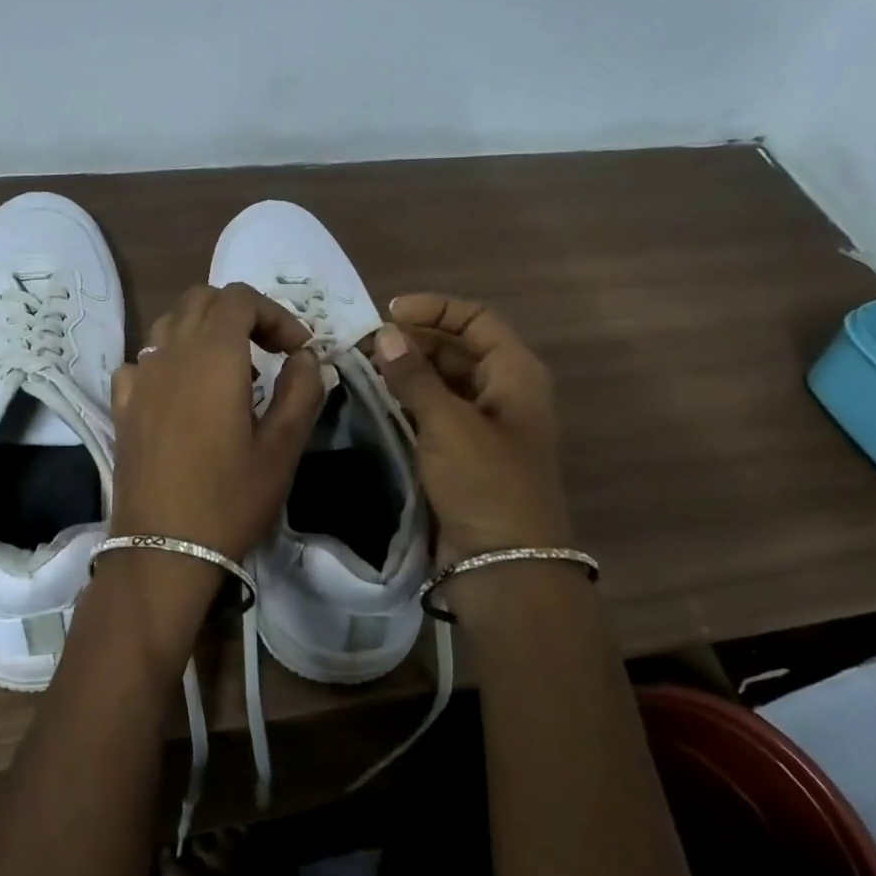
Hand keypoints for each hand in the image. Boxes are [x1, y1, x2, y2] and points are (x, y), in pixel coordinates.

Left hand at [106, 283, 324, 616]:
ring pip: (170, 324)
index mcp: (213, 355)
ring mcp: (140, 378)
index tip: (297, 352)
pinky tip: (183, 393)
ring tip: (230, 371)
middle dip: (240, 313)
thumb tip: (305, 357)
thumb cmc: (230, 498)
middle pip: (202, 300)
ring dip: (204, 331)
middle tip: (269, 352)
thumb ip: (301, 391)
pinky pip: (144, 360)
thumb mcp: (283, 448)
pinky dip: (169, 360)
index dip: (275, 314)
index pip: (240, 298)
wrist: (162, 551)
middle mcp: (171, 354)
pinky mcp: (122, 406)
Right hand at [371, 293, 572, 567]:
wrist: (503, 567)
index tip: (389, 313)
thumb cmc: (486, 484)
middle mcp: (501, 392)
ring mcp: (481, 424)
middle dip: (412, 341)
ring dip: (405, 372)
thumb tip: (384, 333)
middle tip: (362, 346)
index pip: (476, 319)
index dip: (436, 308)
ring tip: (360, 368)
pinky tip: (374, 400)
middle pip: (456, 348)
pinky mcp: (461, 453)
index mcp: (515, 374)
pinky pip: (431, 413)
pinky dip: (406, 402)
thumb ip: (414, 375)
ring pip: (440, 382)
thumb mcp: (449, 424)